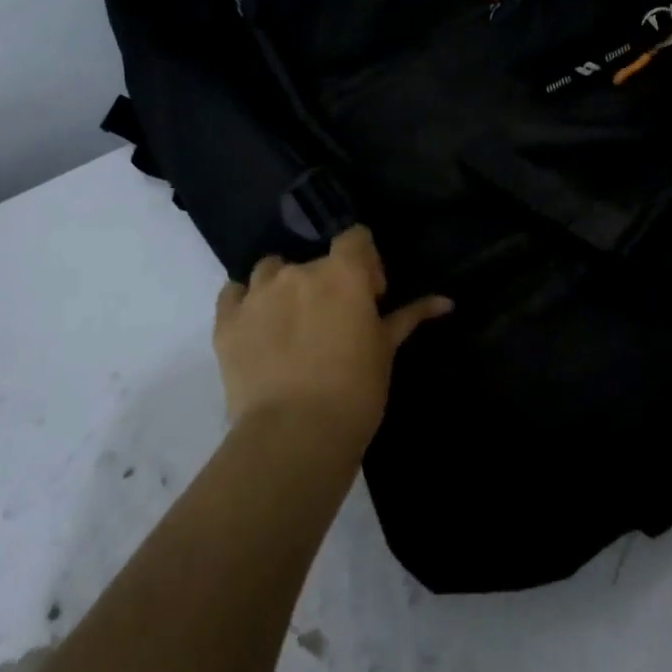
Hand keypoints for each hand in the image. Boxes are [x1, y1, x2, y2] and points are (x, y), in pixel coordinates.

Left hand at [212, 226, 450, 451]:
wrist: (295, 435)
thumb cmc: (355, 390)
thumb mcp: (386, 350)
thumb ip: (410, 316)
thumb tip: (445, 301)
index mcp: (343, 273)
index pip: (355, 237)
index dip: (365, 262)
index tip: (370, 297)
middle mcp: (298, 271)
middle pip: (315, 260)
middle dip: (327, 284)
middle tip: (334, 324)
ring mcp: (257, 294)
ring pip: (271, 270)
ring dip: (284, 287)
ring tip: (292, 323)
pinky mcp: (226, 321)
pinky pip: (234, 293)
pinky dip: (246, 302)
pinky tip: (257, 325)